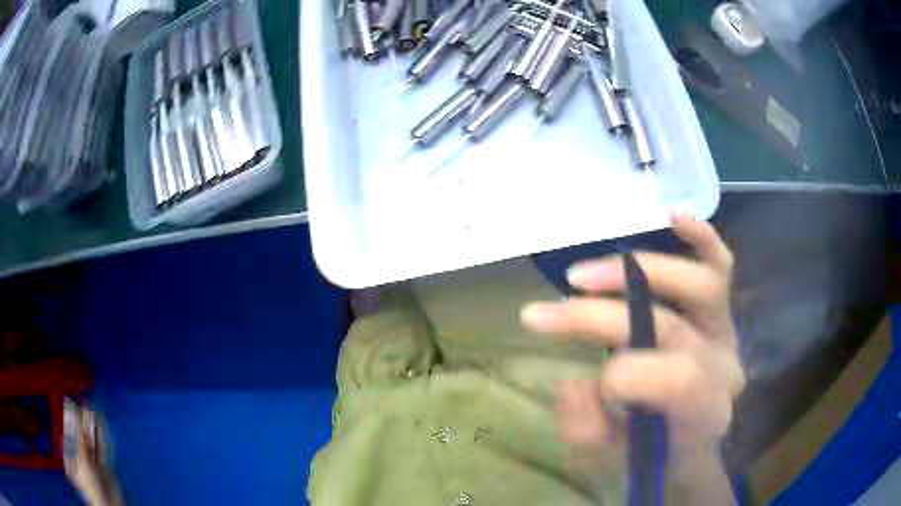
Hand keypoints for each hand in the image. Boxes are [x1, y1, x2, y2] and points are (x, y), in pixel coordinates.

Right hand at [520, 214, 744, 463]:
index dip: (627, 374)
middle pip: (670, 326)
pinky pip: (721, 265)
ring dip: (635, 273)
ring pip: (698, 283)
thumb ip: (590, 429)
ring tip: (583, 275)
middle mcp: (725, 364)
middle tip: (546, 313)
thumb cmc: (653, 453)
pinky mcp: (723, 312)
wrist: (692, 444)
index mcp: (706, 414)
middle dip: (600, 318)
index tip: (575, 377)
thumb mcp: (615, 460)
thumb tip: (571, 382)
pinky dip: (700, 237)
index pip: (681, 381)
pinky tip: (671, 217)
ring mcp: (726, 331)